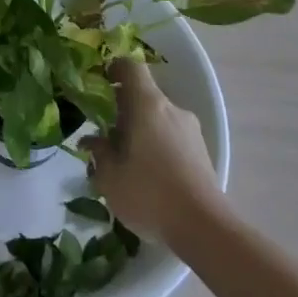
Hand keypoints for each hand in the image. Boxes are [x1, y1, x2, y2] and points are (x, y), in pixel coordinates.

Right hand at [83, 58, 227, 247]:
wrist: (205, 228)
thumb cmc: (150, 194)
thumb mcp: (111, 178)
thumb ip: (99, 153)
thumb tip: (92, 141)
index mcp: (147, 105)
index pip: (131, 68)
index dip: (115, 68)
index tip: (101, 82)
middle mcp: (172, 109)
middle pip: (144, 95)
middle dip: (124, 110)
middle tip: (106, 135)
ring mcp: (191, 130)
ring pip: (159, 118)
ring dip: (141, 130)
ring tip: (127, 163)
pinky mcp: (202, 152)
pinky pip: (173, 137)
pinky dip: (158, 146)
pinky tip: (150, 177)